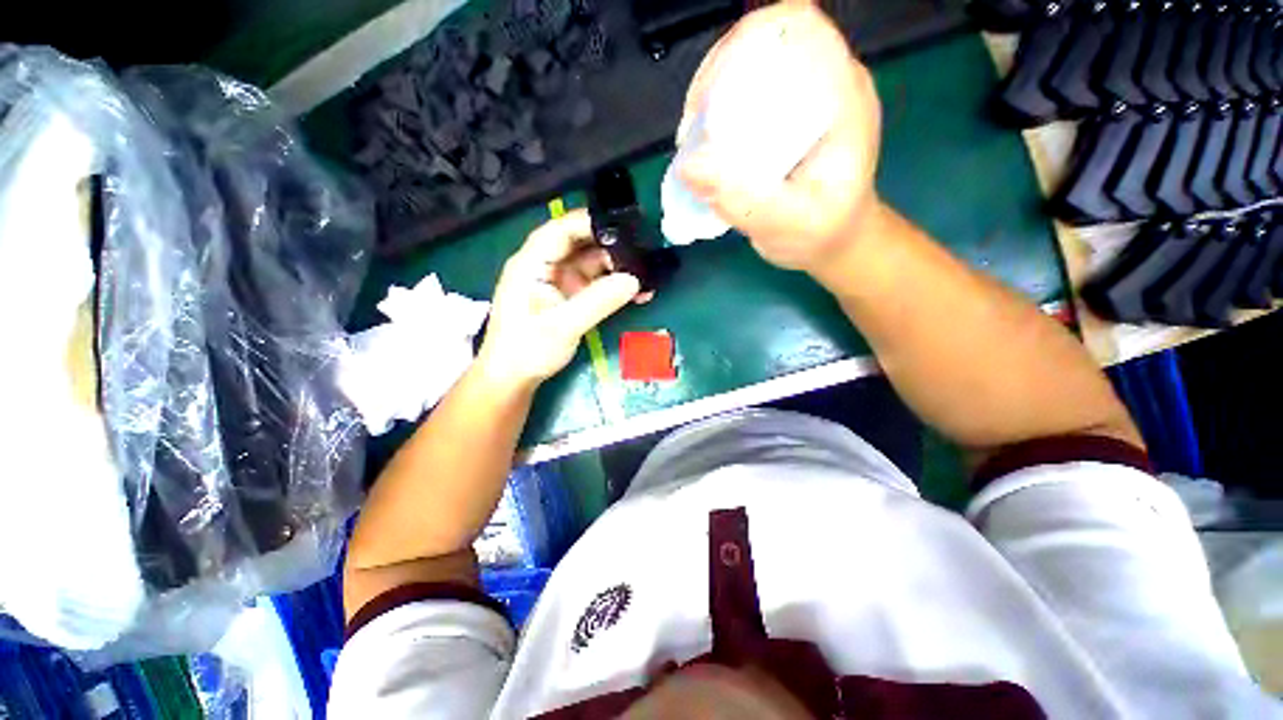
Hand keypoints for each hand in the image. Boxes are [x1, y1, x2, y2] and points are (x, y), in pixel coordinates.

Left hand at [476, 210, 644, 387]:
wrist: (514, 377)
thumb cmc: (527, 349)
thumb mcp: (563, 325)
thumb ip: (597, 302)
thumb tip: (634, 280)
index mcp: (532, 263)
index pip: (560, 230)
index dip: (590, 222)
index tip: (624, 223)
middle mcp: (546, 266)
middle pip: (580, 244)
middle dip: (611, 245)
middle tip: (644, 251)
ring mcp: (560, 282)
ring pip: (592, 264)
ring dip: (618, 268)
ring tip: (646, 275)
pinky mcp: (570, 297)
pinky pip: (596, 284)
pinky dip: (615, 287)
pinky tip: (637, 292)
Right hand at [677, 3, 883, 274]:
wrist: (832, 242)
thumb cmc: (822, 232)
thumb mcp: (789, 223)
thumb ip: (746, 201)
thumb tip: (688, 168)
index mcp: (839, 94)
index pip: (796, 28)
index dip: (744, 45)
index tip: (708, 99)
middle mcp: (822, 84)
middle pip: (763, 44)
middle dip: (716, 77)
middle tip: (692, 129)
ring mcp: (800, 100)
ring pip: (747, 70)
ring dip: (710, 98)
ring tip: (692, 141)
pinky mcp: (781, 120)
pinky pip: (743, 99)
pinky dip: (714, 117)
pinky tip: (702, 148)